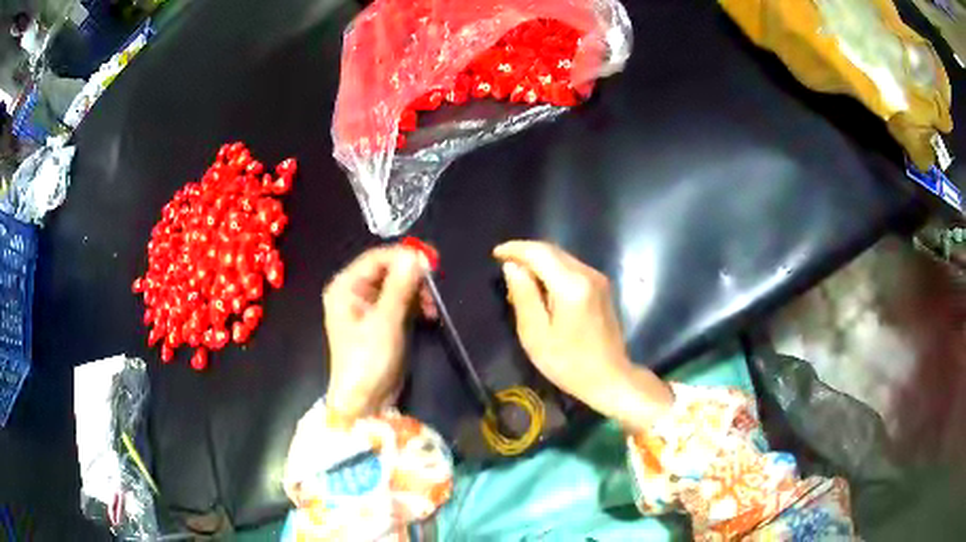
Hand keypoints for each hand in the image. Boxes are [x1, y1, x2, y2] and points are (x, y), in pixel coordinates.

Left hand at [323, 245, 436, 423]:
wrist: (365, 400)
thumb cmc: (368, 360)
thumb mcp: (385, 322)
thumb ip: (400, 286)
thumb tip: (415, 255)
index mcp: (345, 287)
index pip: (377, 258)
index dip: (404, 256)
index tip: (431, 264)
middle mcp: (354, 291)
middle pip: (388, 270)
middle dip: (413, 278)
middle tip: (434, 291)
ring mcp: (367, 306)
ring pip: (397, 285)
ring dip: (417, 292)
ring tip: (431, 309)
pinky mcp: (380, 320)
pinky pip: (400, 301)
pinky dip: (415, 304)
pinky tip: (428, 315)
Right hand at [493, 241, 671, 430]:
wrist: (610, 378)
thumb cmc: (569, 363)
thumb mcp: (536, 335)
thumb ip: (523, 296)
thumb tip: (512, 267)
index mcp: (571, 285)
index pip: (540, 253)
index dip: (516, 249)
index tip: (496, 254)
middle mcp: (588, 274)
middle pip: (552, 251)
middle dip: (526, 253)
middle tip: (505, 266)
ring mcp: (598, 279)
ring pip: (563, 258)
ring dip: (539, 262)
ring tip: (519, 279)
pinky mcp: (602, 287)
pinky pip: (572, 269)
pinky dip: (553, 271)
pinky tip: (542, 287)